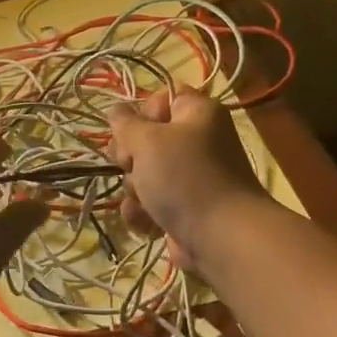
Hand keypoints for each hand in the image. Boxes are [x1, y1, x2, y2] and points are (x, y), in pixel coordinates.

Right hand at [105, 87, 268, 269]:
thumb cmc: (184, 177)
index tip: (132, 131)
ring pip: (144, 172)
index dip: (141, 114)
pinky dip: (143, 211)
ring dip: (134, 187)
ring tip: (144, 200)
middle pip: (146, 138)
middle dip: (130, 156)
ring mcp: (191, 178)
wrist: (220, 238)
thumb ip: (124, 123)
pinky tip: (144, 220)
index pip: (161, 99)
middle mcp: (197, 142)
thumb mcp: (146, 141)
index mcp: (198, 114)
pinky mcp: (184, 208)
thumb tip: (115, 111)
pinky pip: (151, 201)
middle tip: (131, 165)